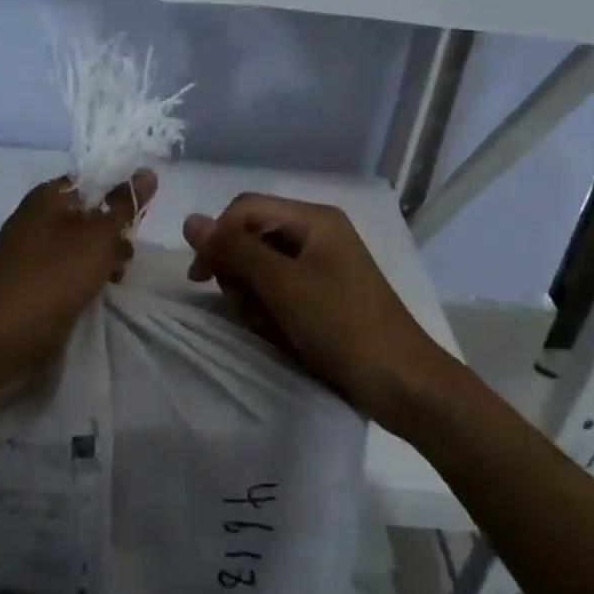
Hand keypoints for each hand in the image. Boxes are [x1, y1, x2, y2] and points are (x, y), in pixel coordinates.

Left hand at [0, 169, 155, 387]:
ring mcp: (29, 250)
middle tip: (126, 257)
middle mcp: (36, 216)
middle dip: (114, 234)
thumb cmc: (49, 279)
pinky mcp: (27, 282)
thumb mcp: (96, 239)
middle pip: (88, 214)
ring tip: (114, 281)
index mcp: (49, 195)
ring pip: (79, 245)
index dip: (122, 196)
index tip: (141, 221)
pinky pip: (64, 270)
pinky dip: (82, 279)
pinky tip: (92, 296)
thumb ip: (123, 207)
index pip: (95, 181)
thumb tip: (147, 172)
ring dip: (101, 259)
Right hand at [183, 194, 443, 425]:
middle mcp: (318, 234)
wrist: (403, 385)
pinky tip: (277, 333)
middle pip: (254, 236)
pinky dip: (271, 309)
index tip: (201, 278)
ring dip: (252, 295)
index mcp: (314, 219)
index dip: (218, 236)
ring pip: (263, 267)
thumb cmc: (342, 325)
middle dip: (238, 270)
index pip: (245, 209)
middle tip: (241, 305)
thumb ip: (234, 249)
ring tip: (264, 324)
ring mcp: (323, 267)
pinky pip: (281, 290)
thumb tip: (190, 221)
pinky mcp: (325, 297)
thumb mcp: (282, 284)